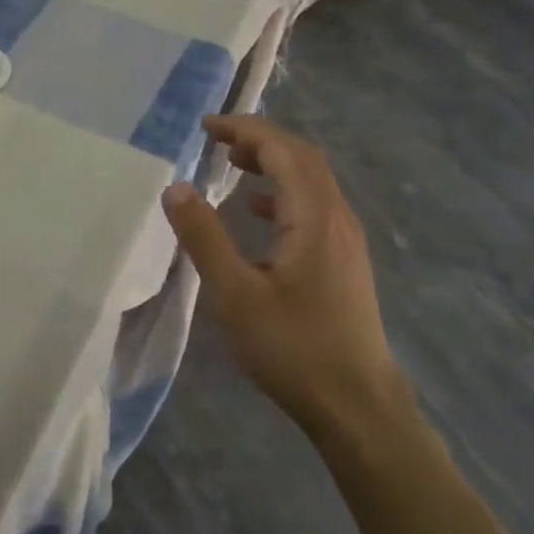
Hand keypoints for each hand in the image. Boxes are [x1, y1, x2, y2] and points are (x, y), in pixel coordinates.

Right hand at [161, 115, 408, 439]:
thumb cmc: (293, 348)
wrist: (357, 406)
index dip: (245, 130)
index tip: (206, 127)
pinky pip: (313, 208)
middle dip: (259, 140)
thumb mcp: (235, 294)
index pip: (283, 151)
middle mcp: (337, 218)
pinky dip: (282, 195)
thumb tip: (176, 187)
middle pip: (303, 159)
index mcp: (314, 217)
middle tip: (216, 140)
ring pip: (311, 183)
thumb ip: (204, 237)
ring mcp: (346, 241)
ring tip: (232, 164)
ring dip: (273, 164)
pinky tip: (257, 212)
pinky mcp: (344, 262)